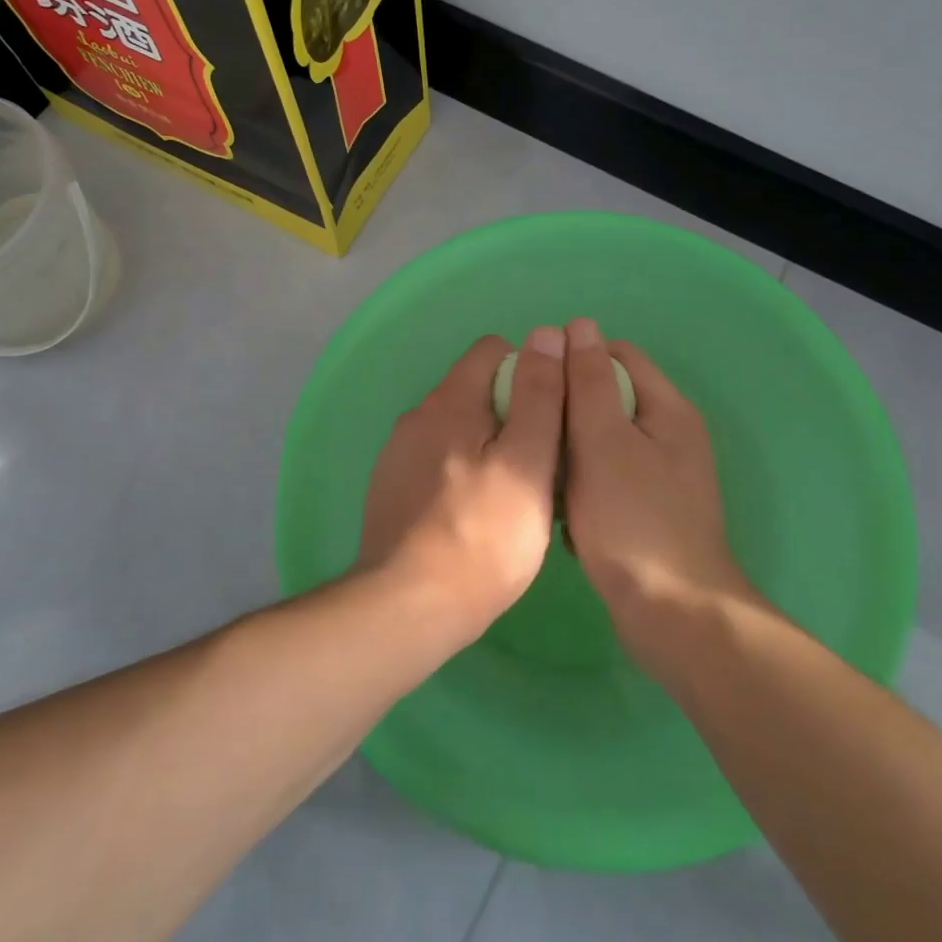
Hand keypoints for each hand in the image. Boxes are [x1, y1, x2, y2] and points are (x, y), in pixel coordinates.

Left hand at [359, 328, 566, 635]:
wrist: (409, 607)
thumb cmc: (484, 536)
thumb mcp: (529, 462)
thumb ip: (540, 395)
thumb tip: (547, 334)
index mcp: (449, 401)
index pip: (492, 350)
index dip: (530, 371)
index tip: (551, 415)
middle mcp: (417, 416)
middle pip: (475, 390)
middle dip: (510, 412)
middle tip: (539, 462)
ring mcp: (398, 453)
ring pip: (456, 429)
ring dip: (486, 445)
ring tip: (511, 493)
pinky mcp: (390, 488)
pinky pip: (436, 461)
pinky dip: (461, 472)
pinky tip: (474, 515)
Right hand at [562, 318, 754, 640]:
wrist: (672, 616)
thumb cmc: (634, 521)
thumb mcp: (604, 441)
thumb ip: (589, 382)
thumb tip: (579, 325)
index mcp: (668, 410)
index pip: (618, 355)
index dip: (575, 360)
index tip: (537, 384)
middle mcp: (670, 436)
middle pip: (609, 399)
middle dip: (568, 410)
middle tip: (532, 430)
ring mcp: (660, 478)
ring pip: (601, 443)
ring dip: (570, 452)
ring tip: (540, 471)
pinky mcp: (647, 512)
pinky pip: (605, 481)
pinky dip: (581, 487)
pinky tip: (560, 511)